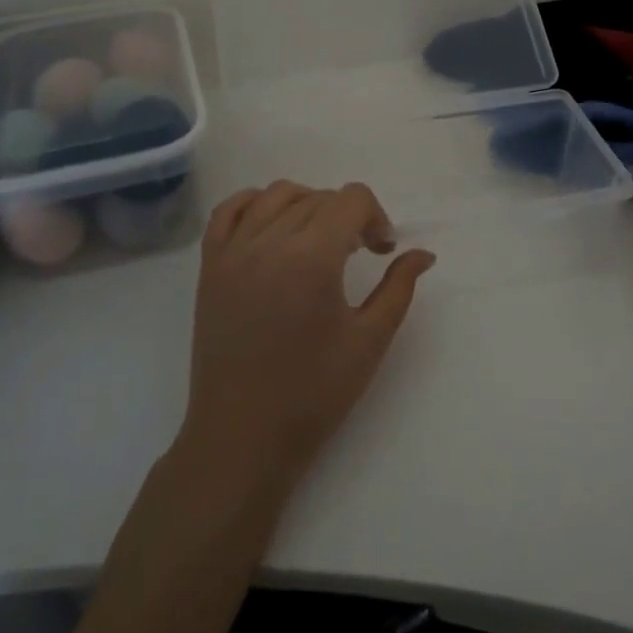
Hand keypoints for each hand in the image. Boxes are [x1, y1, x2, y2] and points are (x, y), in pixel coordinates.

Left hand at [178, 181, 435, 503]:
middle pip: (318, 197)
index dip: (376, 217)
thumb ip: (398, 288)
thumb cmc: (313, 394)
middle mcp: (269, 242)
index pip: (351, 199)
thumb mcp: (369, 341)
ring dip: (308, 205)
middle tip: (359, 255)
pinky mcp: (210, 266)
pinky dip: (256, 205)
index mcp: (312, 258)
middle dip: (348, 216)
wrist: (242, 436)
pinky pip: (229, 211)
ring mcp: (233, 252)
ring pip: (277, 195)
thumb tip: (423, 254)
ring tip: (320, 241)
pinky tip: (273, 226)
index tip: (381, 252)